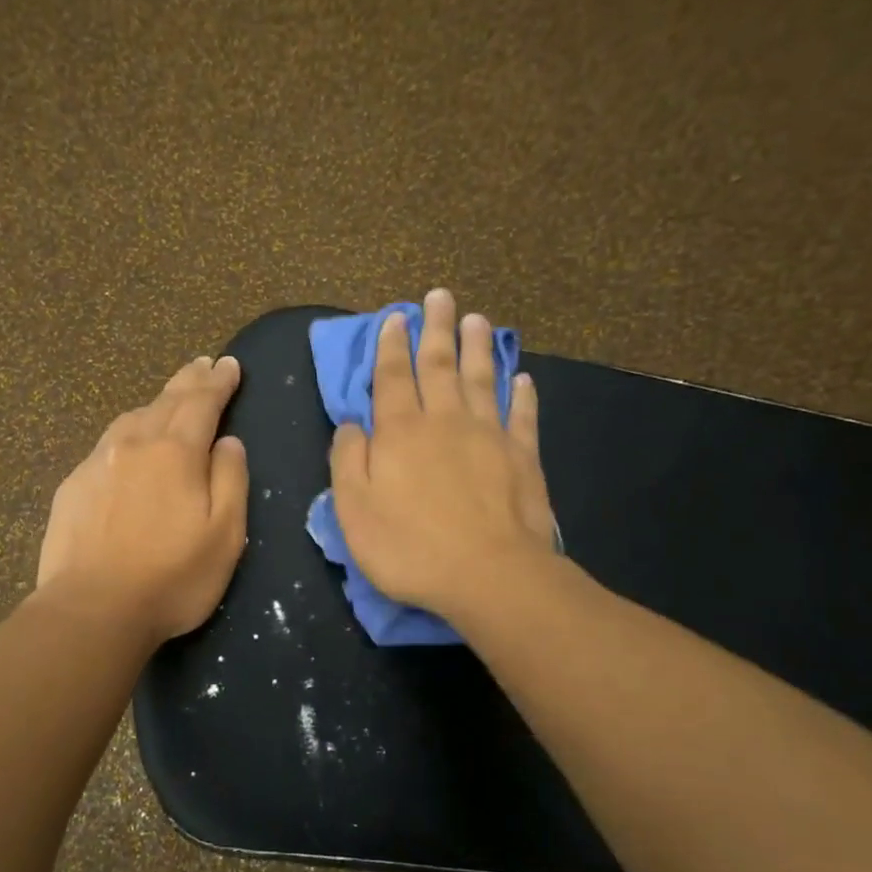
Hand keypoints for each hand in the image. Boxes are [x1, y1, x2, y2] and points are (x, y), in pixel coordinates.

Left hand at [36, 355, 249, 644]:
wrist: (92, 609)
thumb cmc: (172, 578)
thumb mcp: (225, 535)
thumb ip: (230, 480)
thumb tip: (228, 441)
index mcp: (176, 452)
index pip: (202, 402)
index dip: (218, 382)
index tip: (229, 365)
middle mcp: (134, 445)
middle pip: (165, 401)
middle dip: (188, 381)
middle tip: (202, 365)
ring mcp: (97, 463)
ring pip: (131, 419)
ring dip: (155, 404)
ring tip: (168, 400)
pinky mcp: (73, 487)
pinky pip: (106, 446)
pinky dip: (126, 435)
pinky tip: (126, 447)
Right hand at [330, 290, 561, 620]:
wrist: (488, 575)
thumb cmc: (409, 547)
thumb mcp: (354, 509)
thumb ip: (348, 460)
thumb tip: (351, 425)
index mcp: (400, 432)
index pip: (392, 377)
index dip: (391, 346)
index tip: (395, 317)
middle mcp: (444, 421)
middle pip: (439, 365)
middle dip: (436, 329)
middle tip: (439, 296)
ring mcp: (489, 435)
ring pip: (481, 379)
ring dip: (477, 347)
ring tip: (476, 319)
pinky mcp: (523, 456)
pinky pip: (521, 415)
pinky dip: (522, 393)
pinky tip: (522, 378)